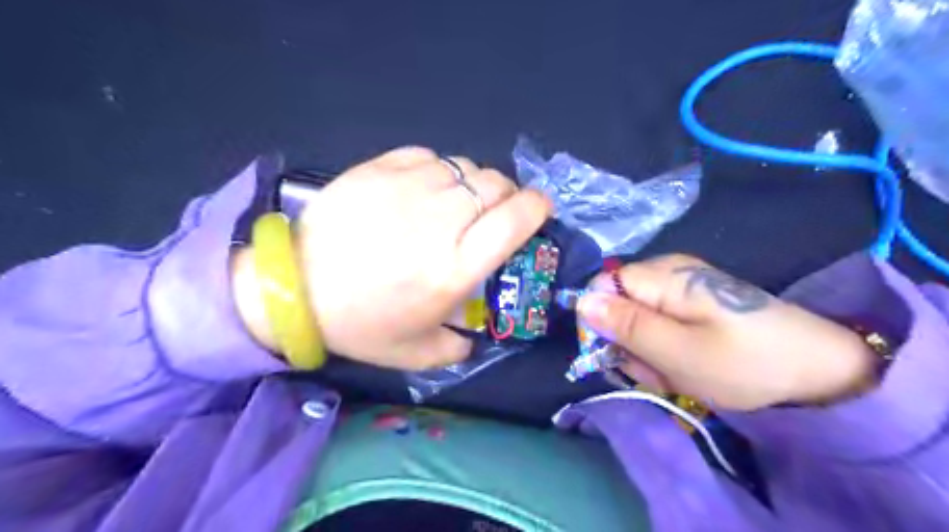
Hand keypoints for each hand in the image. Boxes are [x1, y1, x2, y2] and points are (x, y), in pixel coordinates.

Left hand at [234, 145, 553, 370]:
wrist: (293, 288)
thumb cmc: (359, 324)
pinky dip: (438, 170)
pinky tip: (425, 188)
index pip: (515, 219)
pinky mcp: (379, 169)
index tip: (539, 209)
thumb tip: (476, 335)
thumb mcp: (417, 353)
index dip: (537, 207)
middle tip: (494, 211)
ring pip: (464, 167)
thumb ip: (458, 348)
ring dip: (472, 183)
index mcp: (455, 267)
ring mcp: (407, 188)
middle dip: (507, 195)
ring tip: (456, 202)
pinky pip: (429, 156)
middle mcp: (440, 221)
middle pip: (495, 185)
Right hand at [574, 256, 877, 408]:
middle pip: (617, 305)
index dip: (602, 321)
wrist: (818, 371)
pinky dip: (665, 350)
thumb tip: (580, 301)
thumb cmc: (746, 363)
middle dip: (629, 342)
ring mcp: (681, 289)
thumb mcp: (678, 352)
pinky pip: (659, 326)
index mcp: (663, 277)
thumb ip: (626, 325)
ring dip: (647, 352)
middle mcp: (667, 273)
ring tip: (677, 372)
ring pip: (636, 320)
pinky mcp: (692, 305)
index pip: (602, 287)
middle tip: (658, 369)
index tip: (622, 353)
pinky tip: (687, 365)